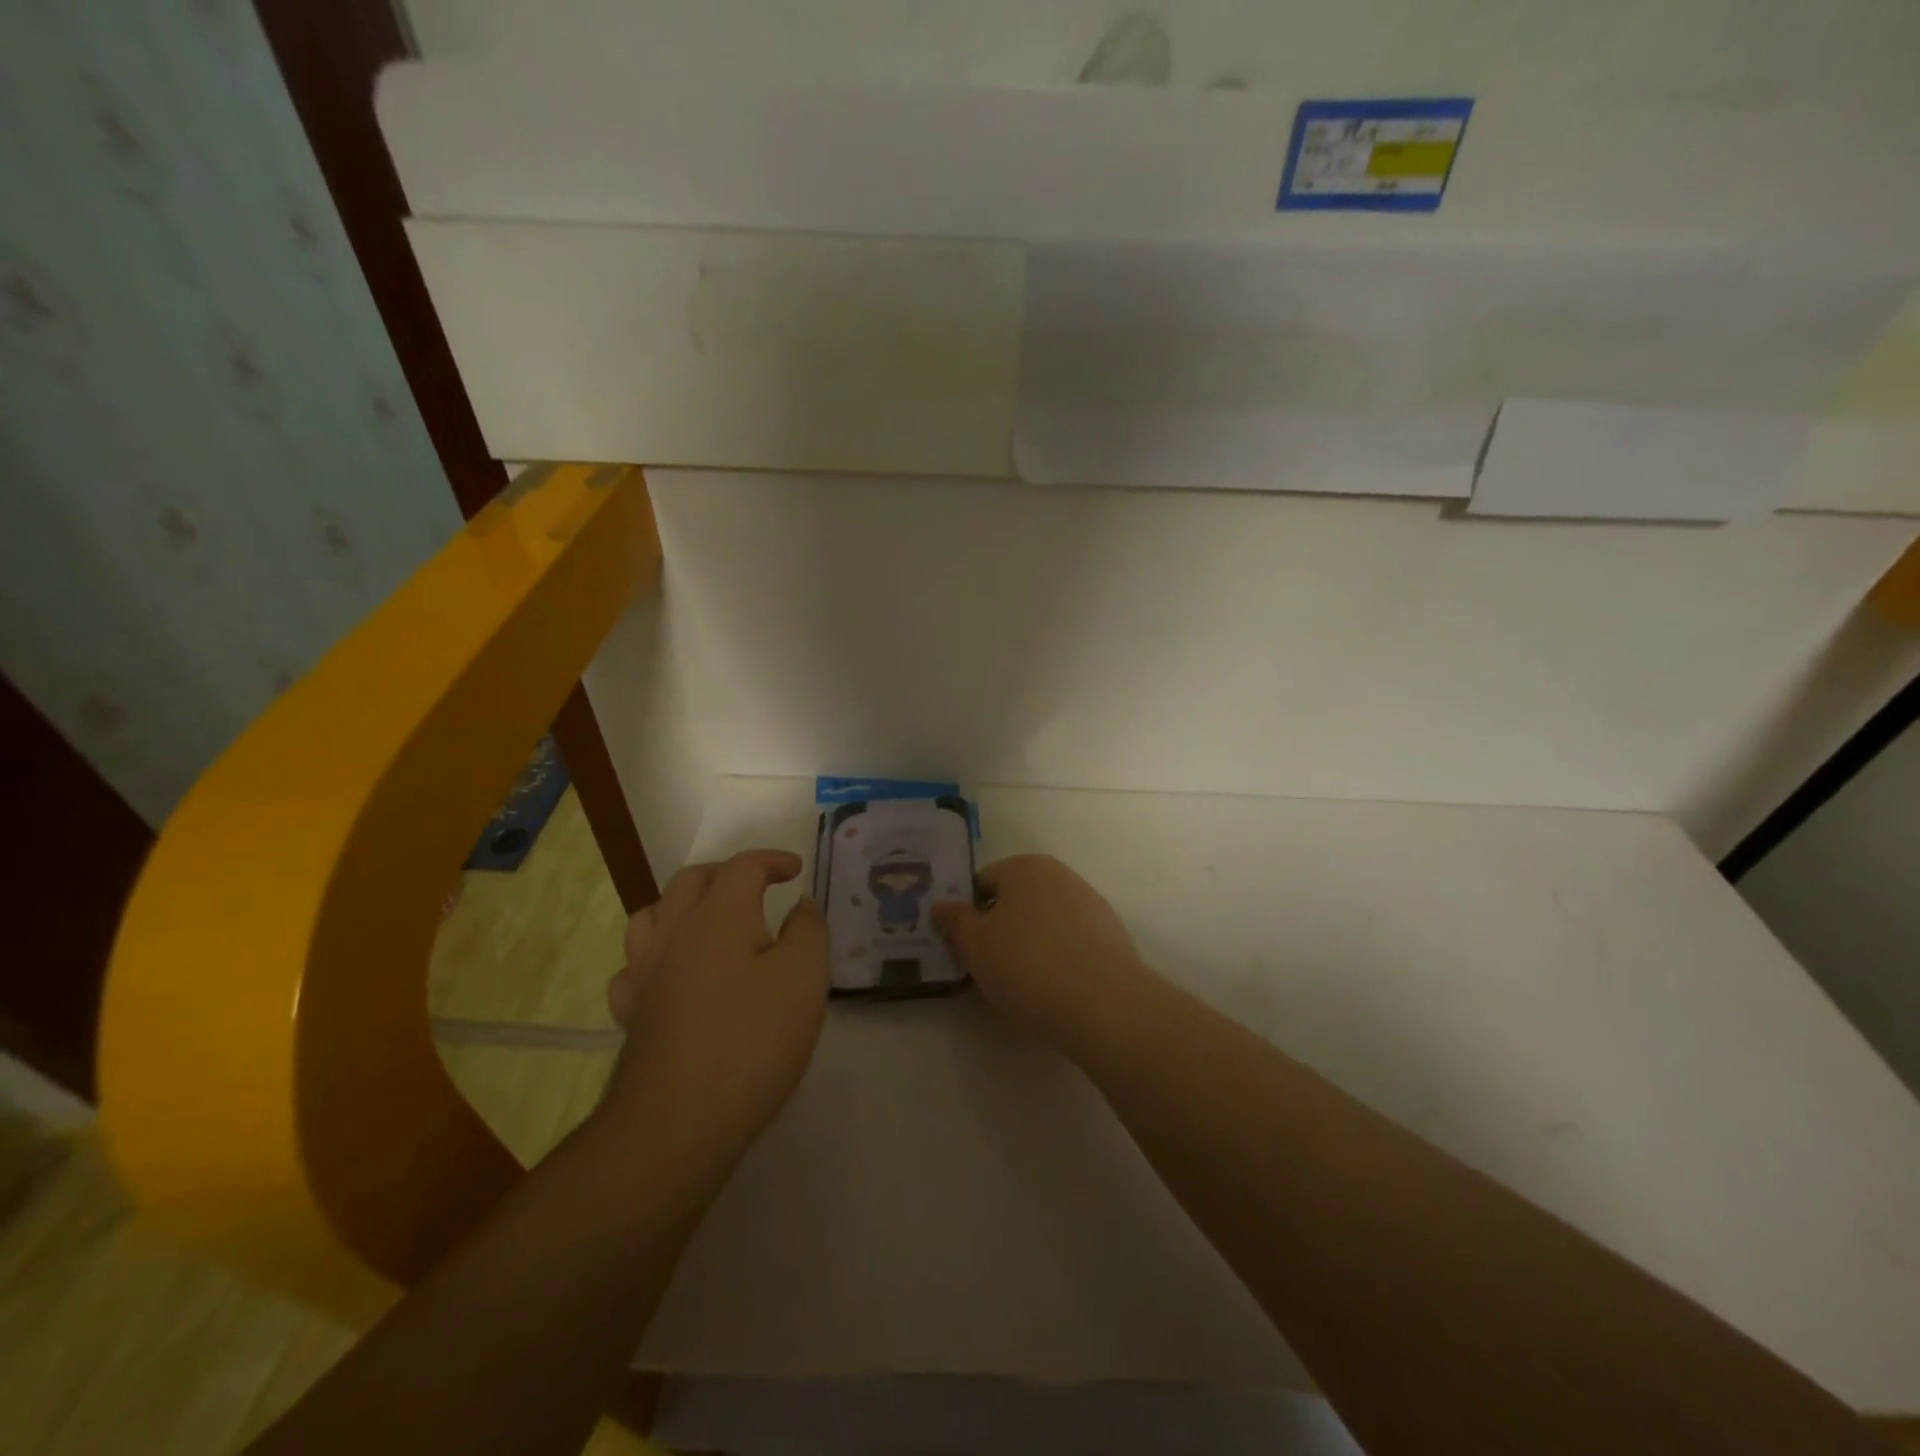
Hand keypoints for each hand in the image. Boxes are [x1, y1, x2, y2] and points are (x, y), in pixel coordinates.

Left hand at [602, 850, 828, 1157]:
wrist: (678, 1121)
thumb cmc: (752, 1040)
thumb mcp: (804, 977)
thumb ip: (808, 930)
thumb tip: (799, 905)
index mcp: (719, 915)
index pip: (743, 866)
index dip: (772, 860)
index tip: (796, 870)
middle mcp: (674, 932)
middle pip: (691, 881)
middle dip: (726, 873)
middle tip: (757, 886)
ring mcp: (645, 973)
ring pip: (652, 916)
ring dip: (682, 906)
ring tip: (708, 921)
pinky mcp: (632, 1013)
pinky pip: (635, 968)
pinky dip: (657, 958)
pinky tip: (673, 976)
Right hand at [932, 854, 1156, 1059]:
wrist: (1105, 1005)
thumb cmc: (1028, 966)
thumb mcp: (975, 946)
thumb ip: (954, 921)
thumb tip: (941, 905)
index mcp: (1025, 867)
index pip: (982, 883)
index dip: (967, 915)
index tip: (963, 949)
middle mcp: (1060, 875)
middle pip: (1015, 901)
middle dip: (999, 930)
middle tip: (987, 969)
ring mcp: (1091, 905)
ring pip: (1044, 923)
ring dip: (1029, 946)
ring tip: (1021, 987)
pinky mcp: (1112, 937)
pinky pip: (1070, 944)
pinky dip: (1058, 960)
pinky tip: (1054, 991)